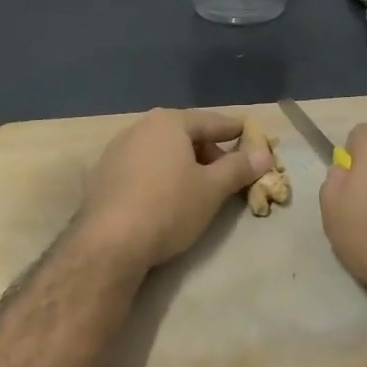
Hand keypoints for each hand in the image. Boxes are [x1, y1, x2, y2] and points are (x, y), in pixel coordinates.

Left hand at [75, 108, 272, 275]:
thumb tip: (264, 155)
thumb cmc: (168, 207)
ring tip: (198, 189)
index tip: (251, 135)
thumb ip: (239, 168)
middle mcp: (140, 128)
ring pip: (162, 152)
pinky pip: (141, 169)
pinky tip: (165, 200)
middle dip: (209, 152)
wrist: (108, 244)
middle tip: (227, 174)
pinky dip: (159, 177)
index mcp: (169, 122)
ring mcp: (116, 151)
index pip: (212, 122)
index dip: (236, 131)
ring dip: (183, 165)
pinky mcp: (102, 176)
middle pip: (185, 135)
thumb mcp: (212, 189)